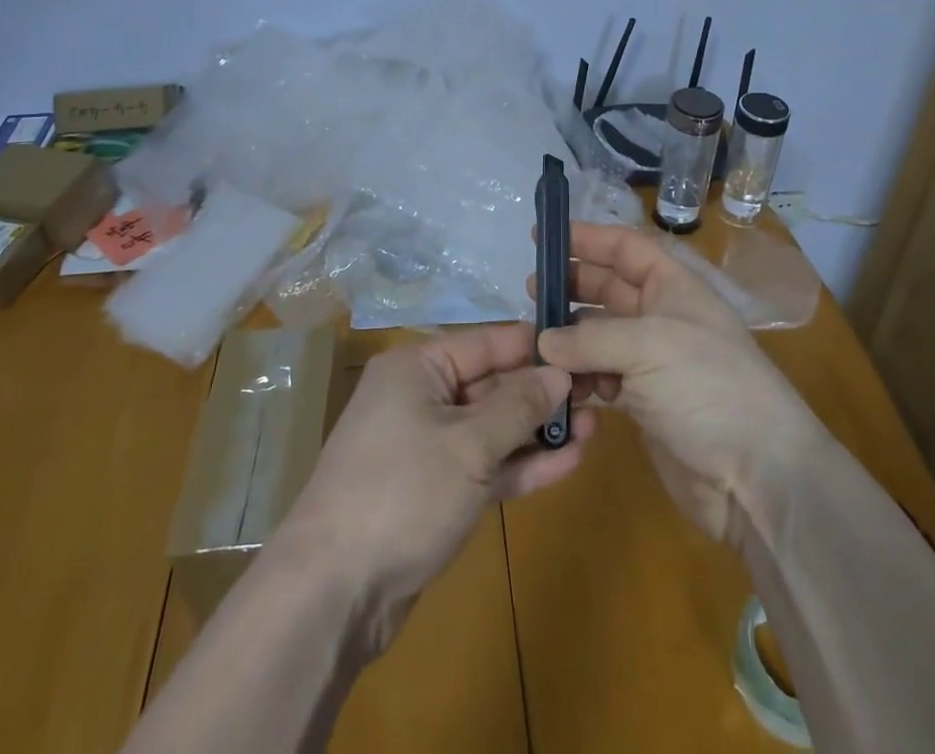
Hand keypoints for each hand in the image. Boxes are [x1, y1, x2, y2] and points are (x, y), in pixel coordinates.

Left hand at [277, 323, 592, 654]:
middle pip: (492, 384)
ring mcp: (429, 446)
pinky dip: (520, 464)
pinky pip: (486, 465)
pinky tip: (568, 462)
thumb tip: (558, 372)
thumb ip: (518, 406)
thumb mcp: (469, 444)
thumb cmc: (402, 492)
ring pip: (493, 428)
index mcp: (418, 368)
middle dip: (543, 393)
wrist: (334, 592)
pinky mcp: (436, 491)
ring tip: (595, 427)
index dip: (534, 346)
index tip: (582, 347)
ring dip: (539, 431)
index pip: (487, 342)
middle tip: (600, 393)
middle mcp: (422, 397)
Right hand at [536, 222, 824, 543]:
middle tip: (530, 292)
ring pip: (600, 335)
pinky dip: (578, 378)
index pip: (625, 247)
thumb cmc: (709, 388)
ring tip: (533, 342)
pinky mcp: (643, 403)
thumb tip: (543, 341)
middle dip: (571, 287)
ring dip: (569, 337)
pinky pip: (601, 377)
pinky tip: (557, 384)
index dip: (587, 238)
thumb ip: (590, 339)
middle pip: (608, 288)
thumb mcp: (649, 346)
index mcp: (674, 286)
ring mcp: (653, 362)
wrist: (757, 477)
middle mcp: (662, 317)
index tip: (543, 237)